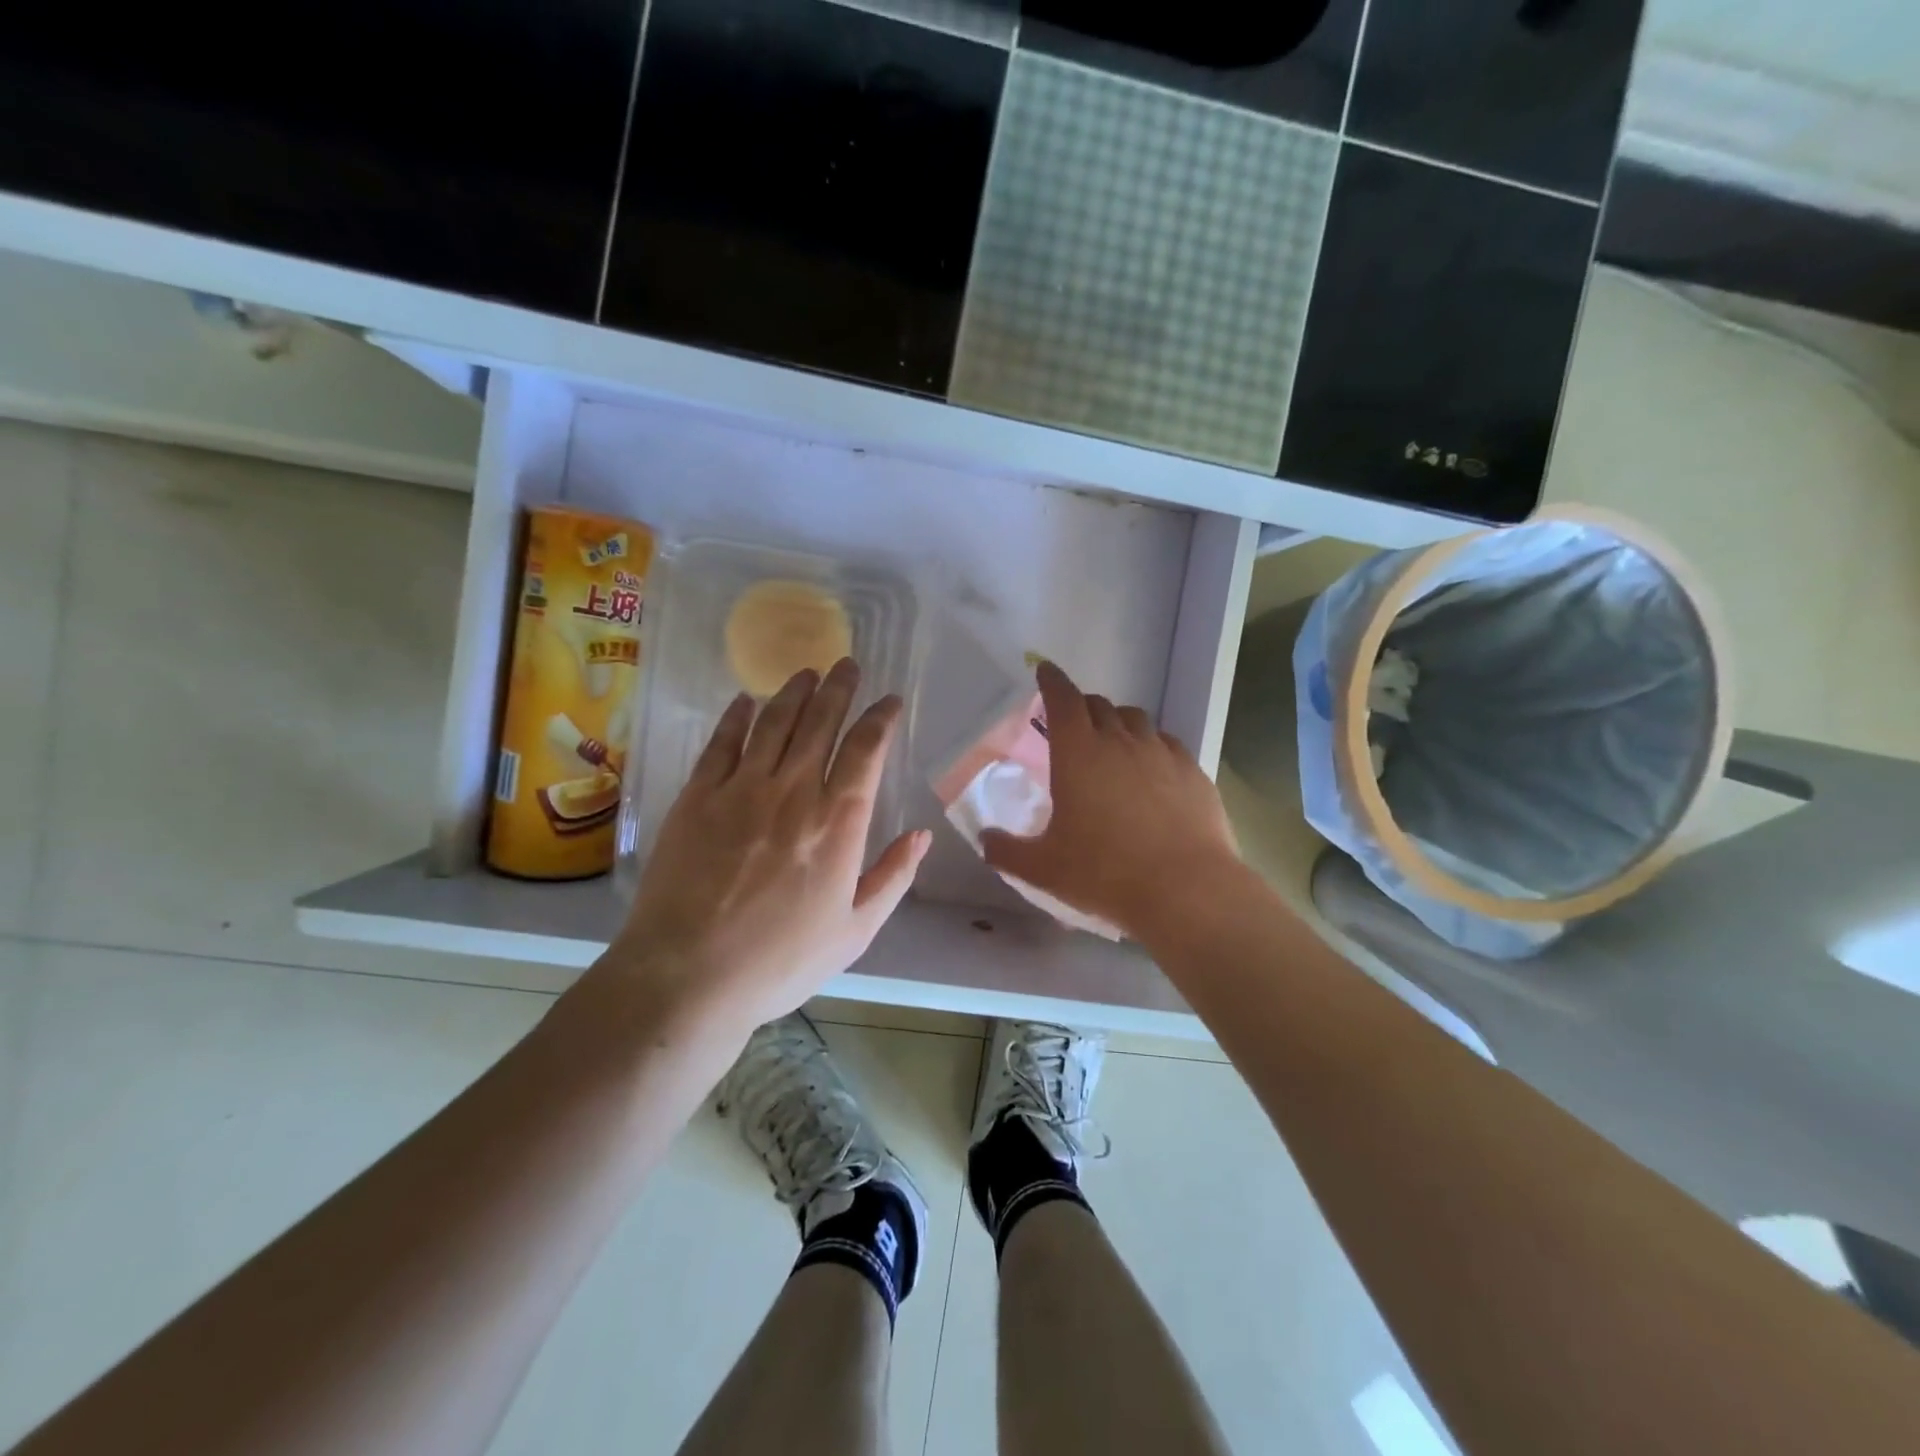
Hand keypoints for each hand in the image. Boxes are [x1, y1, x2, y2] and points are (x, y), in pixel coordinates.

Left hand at [608, 658, 929, 1037]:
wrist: (688, 976)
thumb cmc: (780, 960)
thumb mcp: (855, 931)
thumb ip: (893, 877)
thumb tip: (923, 835)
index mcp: (838, 822)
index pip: (866, 750)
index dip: (880, 718)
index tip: (890, 701)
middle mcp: (793, 791)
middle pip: (821, 723)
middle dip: (838, 689)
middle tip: (847, 664)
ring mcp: (740, 789)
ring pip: (774, 723)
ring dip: (793, 692)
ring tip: (806, 672)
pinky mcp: (697, 796)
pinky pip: (722, 742)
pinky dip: (737, 716)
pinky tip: (745, 700)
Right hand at [981, 661, 1240, 941]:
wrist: (1186, 890)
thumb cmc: (1105, 873)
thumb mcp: (1043, 869)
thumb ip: (1006, 851)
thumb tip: (986, 840)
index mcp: (1078, 753)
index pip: (1063, 699)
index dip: (1052, 681)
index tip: (1045, 671)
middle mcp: (1121, 741)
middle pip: (1099, 705)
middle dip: (1081, 706)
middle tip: (1072, 723)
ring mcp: (1162, 753)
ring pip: (1136, 719)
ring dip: (1118, 722)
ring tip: (1112, 744)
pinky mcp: (1194, 772)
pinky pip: (1167, 743)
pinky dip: (1152, 746)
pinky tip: (1152, 771)